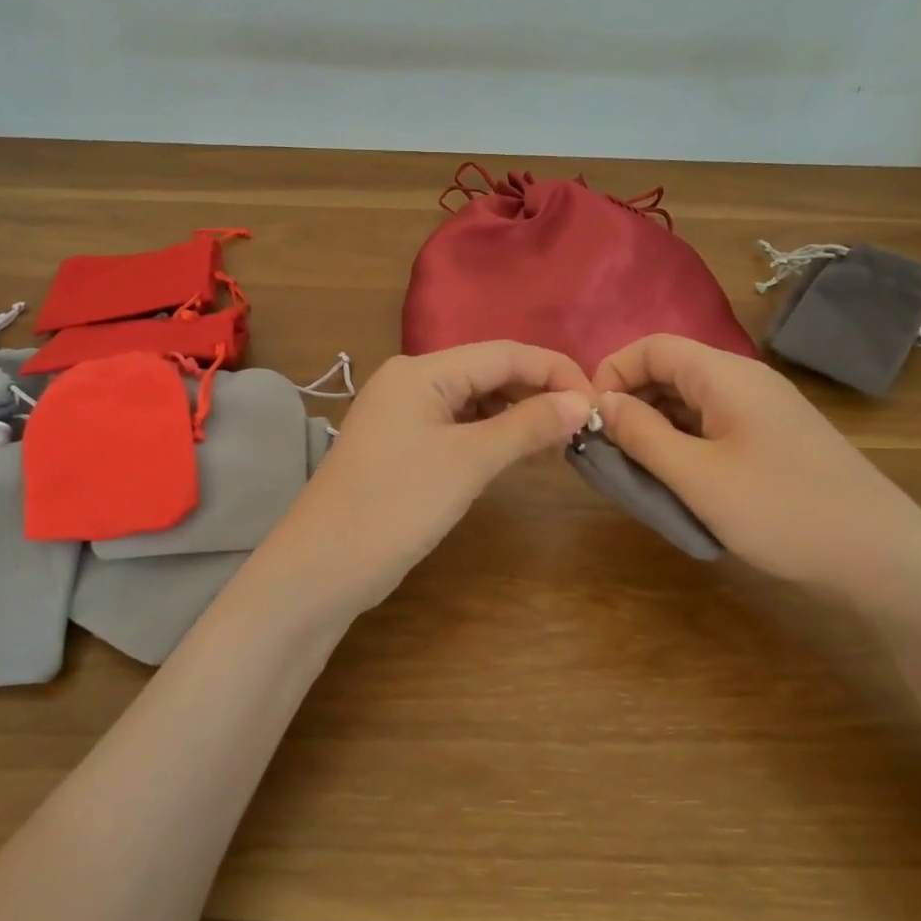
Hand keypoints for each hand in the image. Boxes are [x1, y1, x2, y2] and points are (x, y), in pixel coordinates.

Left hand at [256, 342, 593, 616]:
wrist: (322, 567)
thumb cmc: (397, 505)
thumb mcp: (469, 462)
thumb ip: (527, 426)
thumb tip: (582, 402)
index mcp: (422, 371)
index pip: (504, 353)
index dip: (555, 371)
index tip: (597, 402)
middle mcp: (412, 382)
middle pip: (489, 373)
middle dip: (538, 394)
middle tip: (583, 427)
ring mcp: (404, 415)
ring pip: (476, 401)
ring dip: (518, 417)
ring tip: (560, 443)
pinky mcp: (404, 447)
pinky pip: (459, 428)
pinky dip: (493, 437)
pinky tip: (520, 456)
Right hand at [590, 334, 920, 605]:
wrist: (882, 557)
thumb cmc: (781, 510)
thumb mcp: (697, 476)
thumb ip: (641, 435)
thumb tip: (600, 402)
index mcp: (725, 374)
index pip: (652, 347)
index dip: (611, 373)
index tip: (588, 419)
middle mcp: (743, 381)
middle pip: (669, 372)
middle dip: (630, 404)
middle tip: (606, 452)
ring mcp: (762, 411)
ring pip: (689, 403)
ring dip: (654, 429)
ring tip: (634, 472)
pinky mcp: (771, 441)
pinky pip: (711, 427)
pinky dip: (682, 445)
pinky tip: (675, 481)